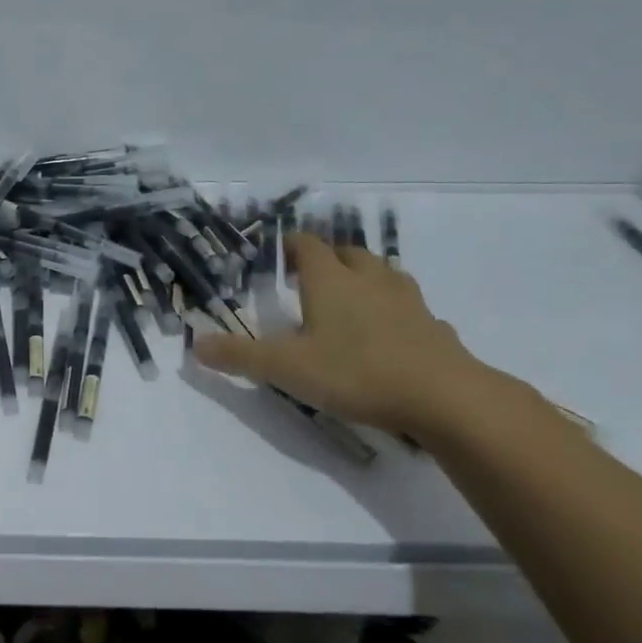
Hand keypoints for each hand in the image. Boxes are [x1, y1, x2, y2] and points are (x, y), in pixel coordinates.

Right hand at [192, 232, 492, 437]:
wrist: (444, 397)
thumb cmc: (356, 372)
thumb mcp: (286, 368)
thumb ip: (240, 356)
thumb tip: (196, 345)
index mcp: (330, 282)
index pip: (307, 246)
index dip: (290, 245)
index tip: (277, 255)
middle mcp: (369, 281)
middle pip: (348, 253)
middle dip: (328, 258)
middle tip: (309, 277)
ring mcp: (407, 302)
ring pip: (384, 274)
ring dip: (365, 277)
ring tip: (351, 297)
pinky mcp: (434, 327)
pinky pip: (411, 308)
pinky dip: (396, 311)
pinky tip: (391, 334)